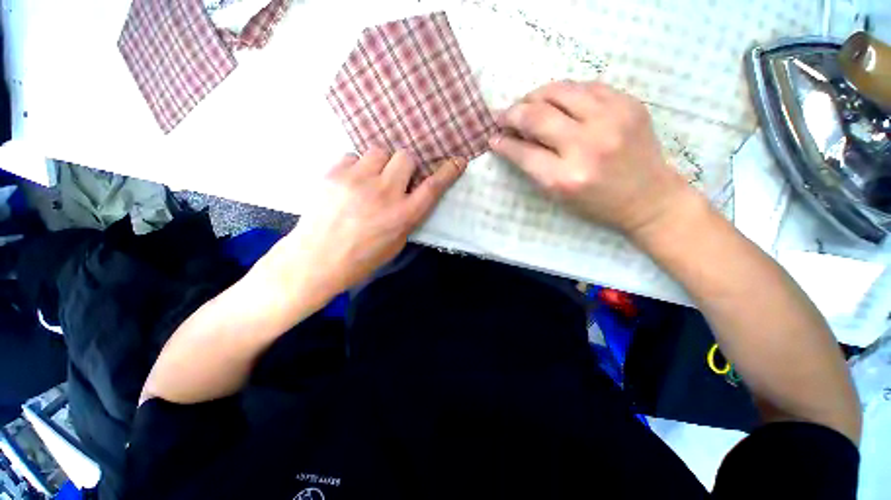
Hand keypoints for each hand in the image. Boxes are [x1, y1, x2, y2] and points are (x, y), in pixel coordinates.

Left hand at [265, 148, 465, 303]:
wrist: (316, 260)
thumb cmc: (361, 259)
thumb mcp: (396, 243)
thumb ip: (407, 217)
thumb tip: (410, 196)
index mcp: (403, 215)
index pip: (433, 187)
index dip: (448, 172)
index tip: (457, 161)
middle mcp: (385, 193)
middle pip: (406, 157)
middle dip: (405, 167)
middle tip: (395, 180)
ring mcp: (357, 180)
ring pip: (379, 151)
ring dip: (380, 165)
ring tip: (370, 181)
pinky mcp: (334, 173)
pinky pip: (353, 156)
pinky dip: (357, 167)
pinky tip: (350, 183)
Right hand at [489, 80, 699, 238]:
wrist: (649, 198)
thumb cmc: (597, 204)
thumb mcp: (558, 195)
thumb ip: (533, 166)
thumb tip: (509, 141)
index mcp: (565, 177)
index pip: (523, 151)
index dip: (503, 142)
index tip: (493, 137)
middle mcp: (586, 145)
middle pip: (537, 116)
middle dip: (512, 113)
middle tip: (503, 116)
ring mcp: (611, 119)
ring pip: (560, 91)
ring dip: (535, 96)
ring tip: (527, 104)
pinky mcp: (628, 104)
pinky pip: (586, 86)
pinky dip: (564, 92)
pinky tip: (557, 101)